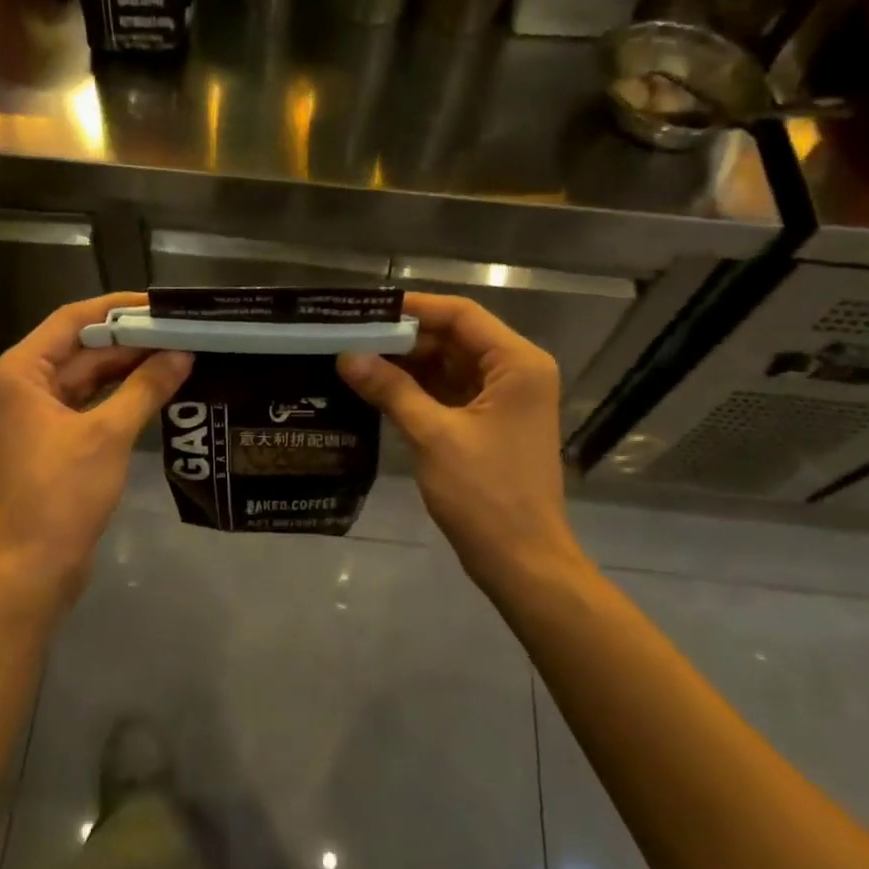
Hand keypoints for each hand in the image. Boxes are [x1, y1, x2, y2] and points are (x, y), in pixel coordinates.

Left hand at [0, 293, 191, 609]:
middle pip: (81, 347)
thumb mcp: (108, 434)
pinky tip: (158, 388)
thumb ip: (146, 388)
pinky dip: (121, 395)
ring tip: (179, 354)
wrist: (33, 566)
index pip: (73, 319)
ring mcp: (37, 414)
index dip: (118, 309)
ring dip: (129, 367)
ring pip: (88, 376)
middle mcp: (23, 384)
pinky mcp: (54, 440)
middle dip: (130, 340)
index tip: (162, 305)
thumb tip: (183, 354)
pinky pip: (91, 403)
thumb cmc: (62, 493)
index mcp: (20, 372)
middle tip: (182, 331)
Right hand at [337, 293, 581, 601]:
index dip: (414, 308)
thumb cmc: (486, 494)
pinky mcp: (489, 425)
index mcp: (516, 364)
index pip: (461, 315)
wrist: (522, 561)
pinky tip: (376, 389)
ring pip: (449, 366)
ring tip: (353, 359)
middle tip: (350, 337)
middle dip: (404, 339)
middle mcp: (515, 372)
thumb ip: (391, 390)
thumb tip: (346, 356)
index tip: (365, 310)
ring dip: (407, 365)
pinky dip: (416, 390)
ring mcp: (503, 400)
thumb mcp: (434, 436)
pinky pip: (449, 393)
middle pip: (454, 338)